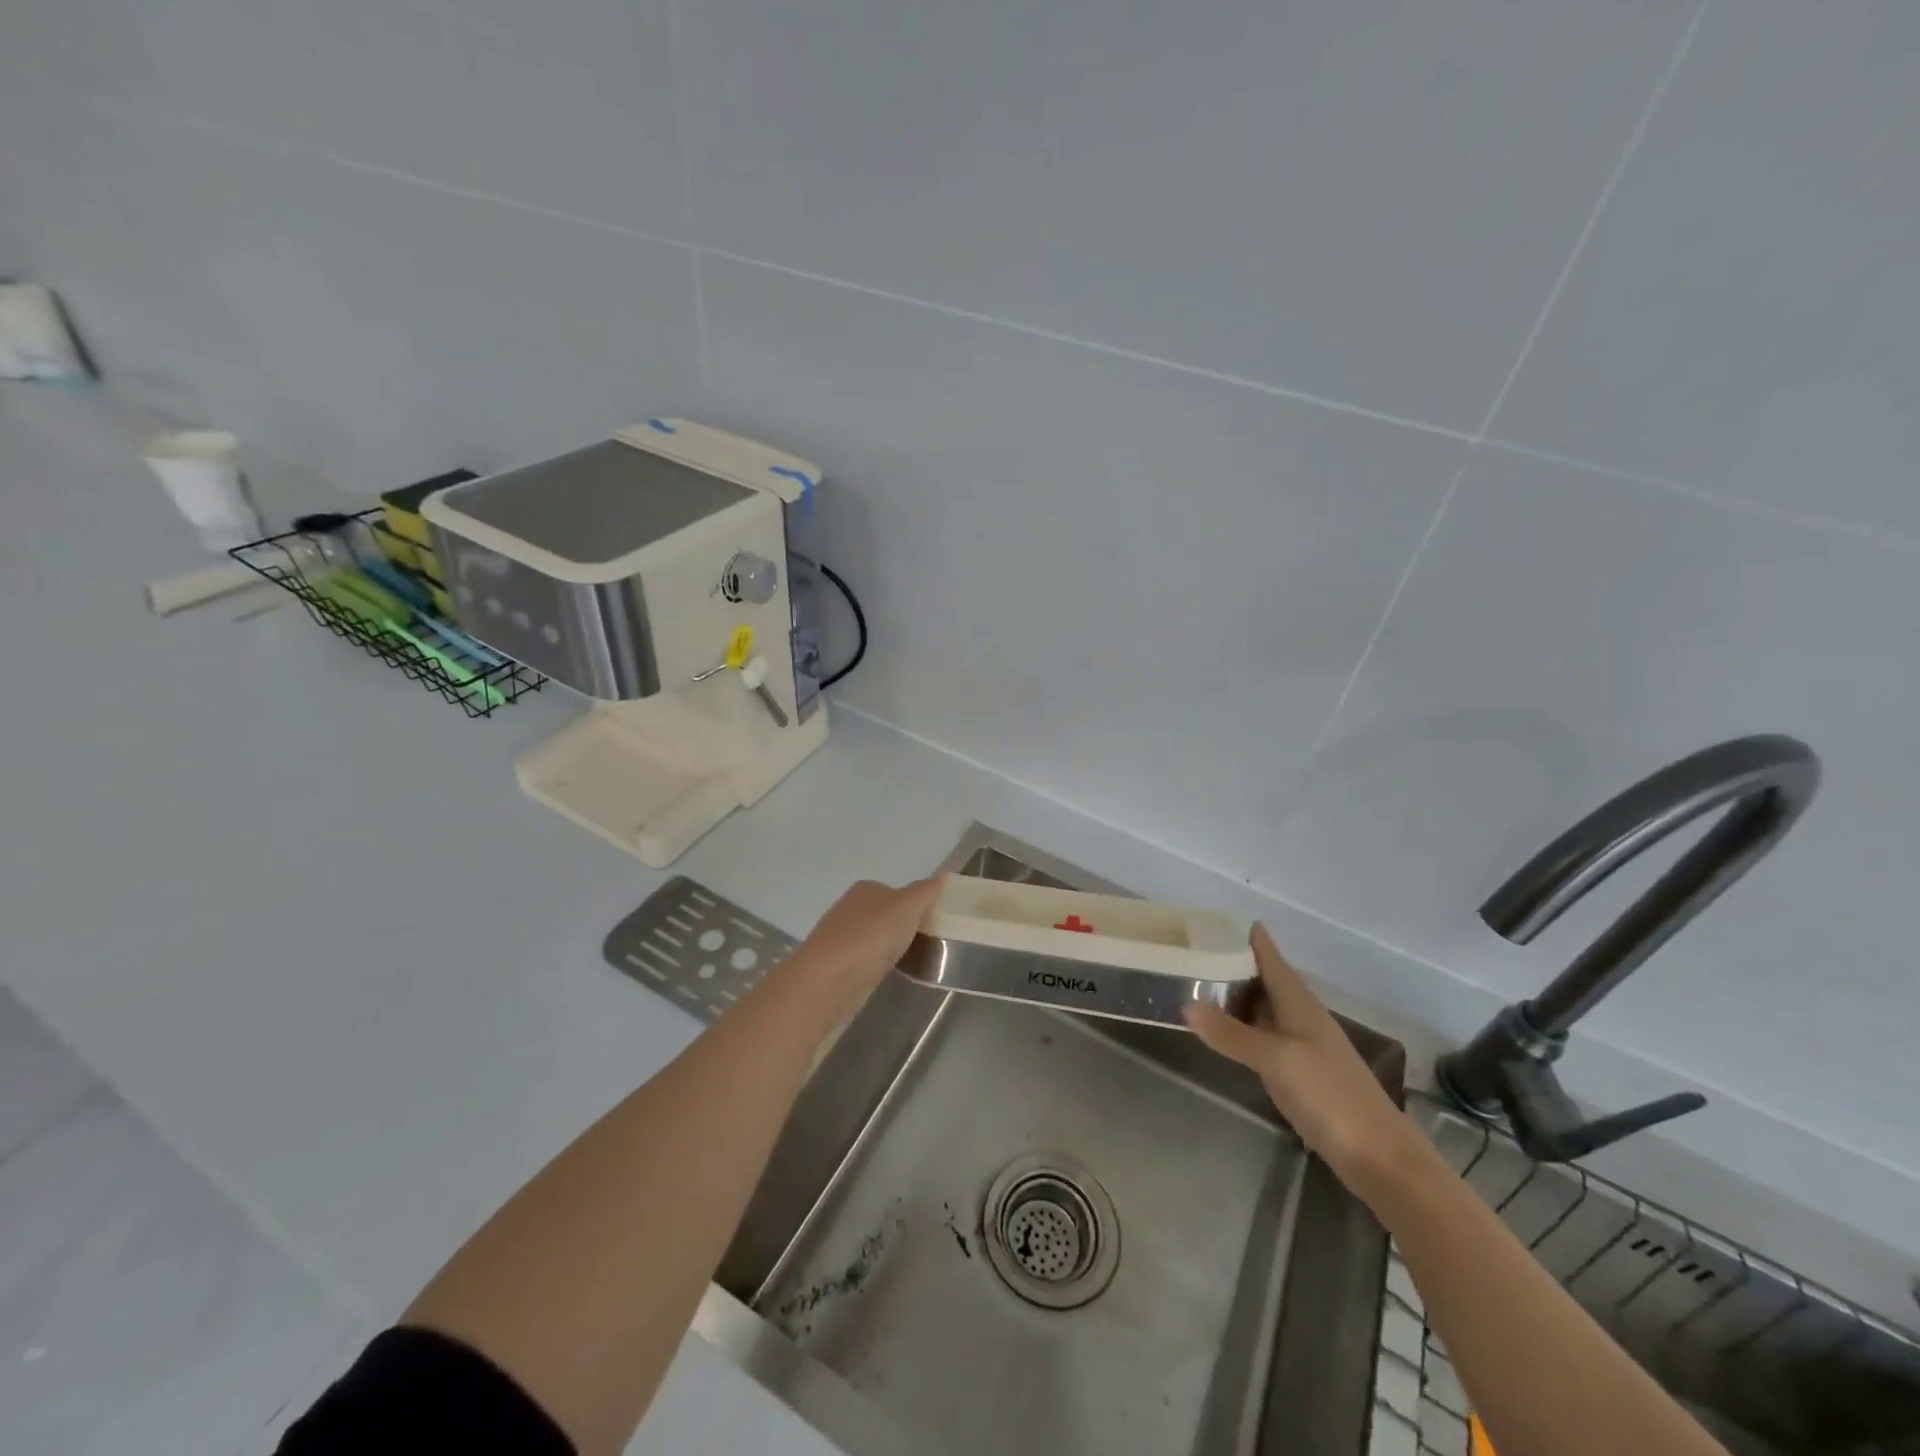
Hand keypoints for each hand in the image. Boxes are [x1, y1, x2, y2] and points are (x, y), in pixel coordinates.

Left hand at [788, 876, 942, 1010]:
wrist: (829, 979)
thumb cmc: (872, 935)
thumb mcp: (908, 907)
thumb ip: (926, 891)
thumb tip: (941, 876)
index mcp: (866, 889)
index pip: (895, 892)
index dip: (915, 906)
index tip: (933, 924)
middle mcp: (849, 908)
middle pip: (884, 914)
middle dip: (902, 927)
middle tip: (927, 944)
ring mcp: (840, 937)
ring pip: (874, 938)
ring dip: (889, 947)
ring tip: (911, 961)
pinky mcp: (835, 965)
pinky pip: (865, 960)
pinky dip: (877, 965)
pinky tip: (886, 975)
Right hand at [1184, 924, 1418, 1195]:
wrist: (1379, 1156)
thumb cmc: (1328, 1094)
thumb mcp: (1275, 1059)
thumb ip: (1231, 1033)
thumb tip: (1186, 1004)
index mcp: (1299, 1003)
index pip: (1271, 958)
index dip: (1249, 938)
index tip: (1215, 923)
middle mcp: (1302, 1017)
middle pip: (1265, 981)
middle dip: (1234, 965)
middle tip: (1194, 953)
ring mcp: (1303, 1046)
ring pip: (1264, 1009)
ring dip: (1237, 997)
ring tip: (1199, 986)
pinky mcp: (1301, 1073)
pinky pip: (1265, 1037)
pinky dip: (1243, 1028)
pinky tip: (1225, 1033)